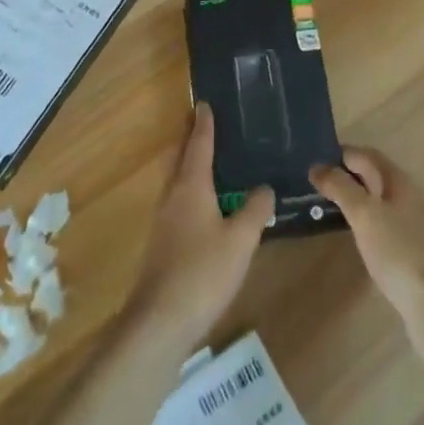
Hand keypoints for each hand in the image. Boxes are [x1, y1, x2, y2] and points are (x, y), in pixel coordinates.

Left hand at [126, 104, 272, 352]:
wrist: (159, 321)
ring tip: (209, 162)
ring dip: (189, 165)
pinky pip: (177, 201)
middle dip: (191, 139)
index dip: (204, 123)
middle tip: (205, 124)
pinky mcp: (161, 242)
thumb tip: (264, 188)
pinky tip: (204, 207)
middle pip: (181, 157)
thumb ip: (255, 210)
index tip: (205, 102)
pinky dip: (190, 190)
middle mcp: (172, 194)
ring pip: (176, 180)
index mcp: (191, 185)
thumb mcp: (241, 240)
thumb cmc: (203, 272)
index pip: (199, 144)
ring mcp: (163, 219)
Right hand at [311, 148, 423, 351]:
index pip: (364, 154)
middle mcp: (406, 196)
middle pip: (372, 176)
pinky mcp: (410, 251)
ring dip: (352, 199)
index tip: (311, 161)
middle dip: (344, 175)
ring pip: (376, 200)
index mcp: (397, 180)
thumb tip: (317, 166)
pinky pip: (381, 223)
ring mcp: (411, 224)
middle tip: (312, 185)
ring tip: (324, 208)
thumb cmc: (398, 251)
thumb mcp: (364, 214)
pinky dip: (362, 222)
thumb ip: (340, 187)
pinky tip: (351, 235)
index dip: (339, 154)